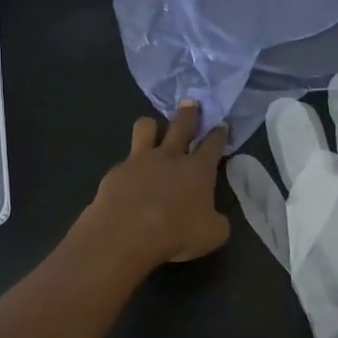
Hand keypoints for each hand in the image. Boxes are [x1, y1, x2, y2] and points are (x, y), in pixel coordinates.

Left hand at [81, 102, 229, 268]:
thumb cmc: (177, 233)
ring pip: (146, 128)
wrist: (126, 234)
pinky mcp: (116, 171)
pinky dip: (129, 166)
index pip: (213, 144)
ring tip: (152, 129)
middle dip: (189, 113)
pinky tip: (128, 178)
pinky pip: (125, 160)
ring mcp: (140, 160)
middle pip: (181, 125)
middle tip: (190, 102)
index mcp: (199, 169)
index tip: (221, 125)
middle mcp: (171, 156)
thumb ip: (217, 221)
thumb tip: (214, 217)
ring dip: (152, 126)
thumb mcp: (213, 234)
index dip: (219, 134)